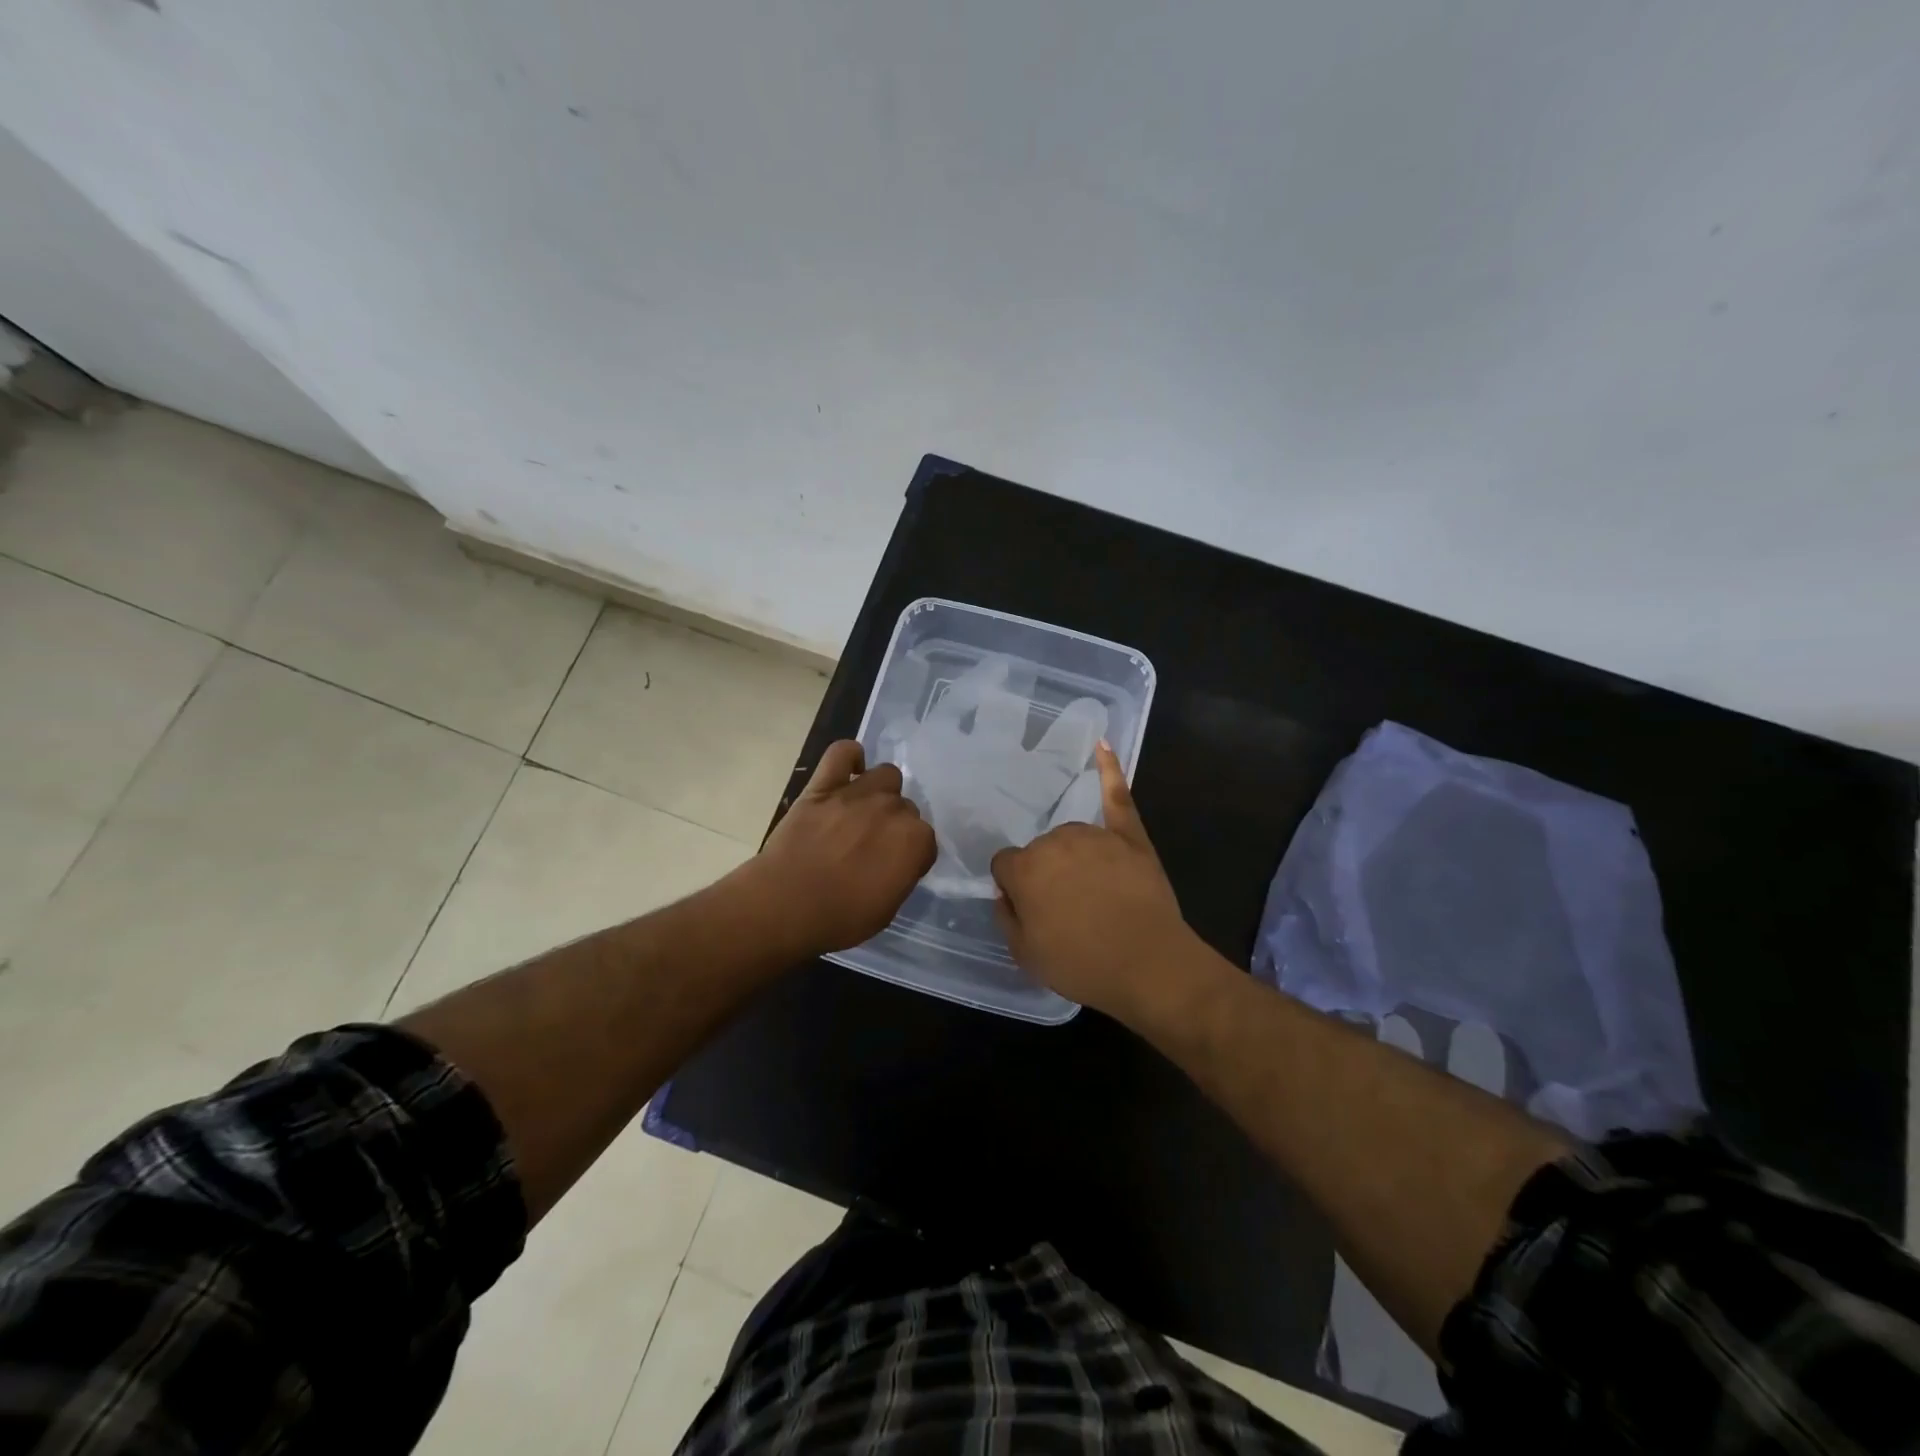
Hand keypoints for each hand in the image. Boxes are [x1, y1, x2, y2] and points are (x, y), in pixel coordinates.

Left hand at [744, 740, 935, 957]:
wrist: (786, 903)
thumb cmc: (840, 917)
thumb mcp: (887, 909)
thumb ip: (900, 875)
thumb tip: (898, 862)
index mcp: (914, 841)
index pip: (925, 840)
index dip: (911, 855)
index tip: (896, 869)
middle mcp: (892, 810)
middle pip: (906, 807)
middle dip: (895, 824)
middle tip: (873, 845)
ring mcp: (857, 793)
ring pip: (886, 775)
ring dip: (881, 791)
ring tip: (864, 810)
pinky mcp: (823, 785)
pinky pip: (842, 752)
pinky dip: (850, 757)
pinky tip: (849, 770)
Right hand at [989, 742, 1199, 1024]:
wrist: (1149, 965)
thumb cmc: (1082, 964)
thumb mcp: (1025, 954)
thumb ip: (1006, 916)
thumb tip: (1005, 892)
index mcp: (1025, 868)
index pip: (1005, 865)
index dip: (1016, 889)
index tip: (1031, 910)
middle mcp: (1055, 841)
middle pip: (1041, 852)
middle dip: (1047, 875)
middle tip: (1067, 910)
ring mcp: (1095, 834)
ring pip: (1072, 838)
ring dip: (1074, 857)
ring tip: (1095, 893)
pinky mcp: (1130, 835)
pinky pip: (1116, 796)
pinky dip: (1109, 770)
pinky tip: (1102, 745)